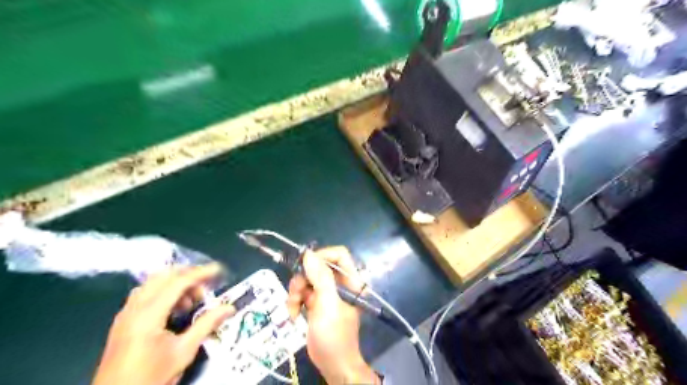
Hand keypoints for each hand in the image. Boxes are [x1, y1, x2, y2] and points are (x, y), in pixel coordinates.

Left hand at [92, 263, 234, 383]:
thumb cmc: (151, 378)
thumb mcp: (184, 352)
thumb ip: (206, 325)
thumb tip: (229, 308)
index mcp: (148, 315)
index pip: (178, 282)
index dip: (201, 273)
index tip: (219, 270)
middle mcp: (134, 308)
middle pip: (163, 276)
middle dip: (187, 276)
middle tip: (206, 288)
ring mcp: (126, 314)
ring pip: (153, 283)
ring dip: (175, 284)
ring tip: (191, 301)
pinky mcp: (123, 321)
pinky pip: (145, 294)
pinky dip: (163, 292)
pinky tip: (174, 309)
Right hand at [286, 249, 380, 382]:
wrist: (332, 364)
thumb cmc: (334, 334)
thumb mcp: (327, 303)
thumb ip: (320, 277)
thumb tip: (308, 254)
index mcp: (350, 280)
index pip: (339, 255)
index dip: (322, 255)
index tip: (305, 265)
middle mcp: (339, 283)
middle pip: (318, 266)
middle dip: (303, 279)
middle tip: (296, 293)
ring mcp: (327, 293)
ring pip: (307, 279)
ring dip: (296, 292)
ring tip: (293, 308)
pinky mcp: (316, 303)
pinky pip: (302, 292)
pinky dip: (295, 301)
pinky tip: (293, 314)